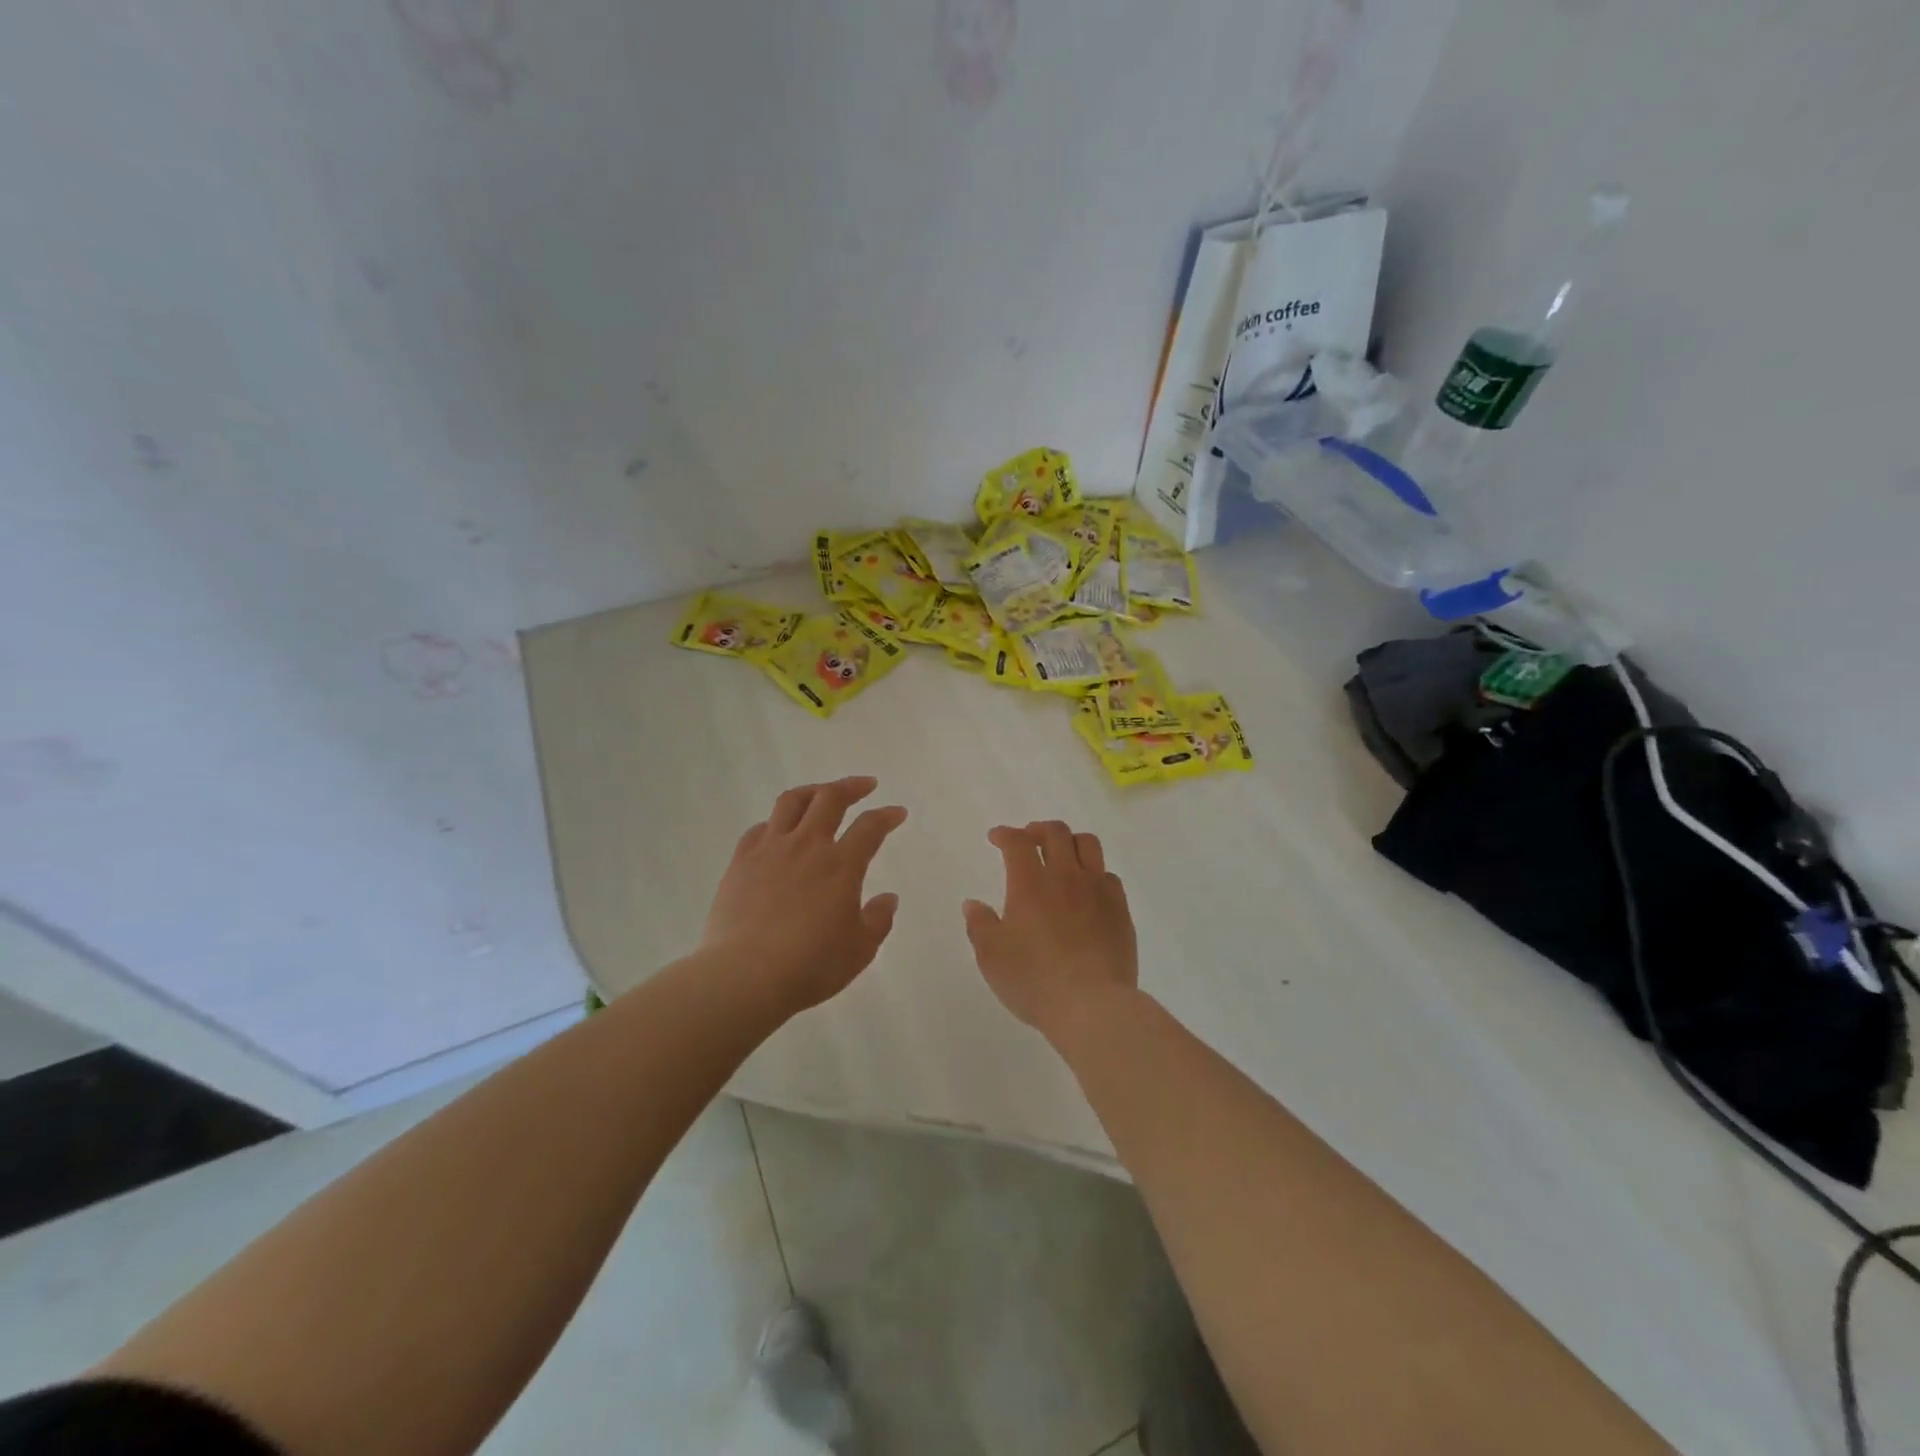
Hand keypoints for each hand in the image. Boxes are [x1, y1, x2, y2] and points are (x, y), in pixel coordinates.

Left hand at [701, 777, 906, 1017]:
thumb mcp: (859, 950)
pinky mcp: (740, 862)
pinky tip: (778, 831)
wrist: (744, 976)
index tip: (897, 813)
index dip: (887, 816)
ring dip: (812, 791)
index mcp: (841, 865)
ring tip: (821, 793)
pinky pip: (759, 829)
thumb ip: (878, 920)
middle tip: (865, 785)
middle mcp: (807, 846)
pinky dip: (774, 823)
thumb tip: (888, 898)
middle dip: (851, 786)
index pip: (870, 827)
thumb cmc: (810, 966)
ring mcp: (770, 850)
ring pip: (791, 802)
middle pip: (830, 798)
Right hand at [962, 820, 1138, 1045]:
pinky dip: (1093, 872)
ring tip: (1061, 854)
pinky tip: (1087, 889)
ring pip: (1087, 844)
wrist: (1092, 1005)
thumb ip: (980, 925)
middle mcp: (1066, 876)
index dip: (1005, 834)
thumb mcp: (992, 957)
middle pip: (1056, 833)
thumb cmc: (1034, 980)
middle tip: (1028, 839)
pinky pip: (1108, 875)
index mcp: (1030, 883)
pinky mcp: (1120, 909)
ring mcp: (1098, 890)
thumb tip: (973, 904)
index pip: (1017, 842)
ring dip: (1070, 842)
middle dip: (1038, 829)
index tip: (996, 838)